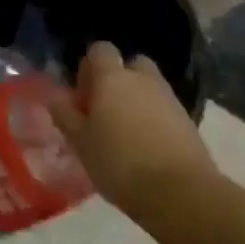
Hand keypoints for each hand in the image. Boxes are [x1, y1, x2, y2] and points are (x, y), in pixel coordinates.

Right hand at [49, 42, 216, 210]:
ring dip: (137, 100)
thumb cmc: (120, 163)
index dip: (89, 67)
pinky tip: (146, 147)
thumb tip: (55, 96)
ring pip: (149, 87)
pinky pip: (164, 109)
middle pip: (130, 64)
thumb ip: (66, 115)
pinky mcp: (189, 121)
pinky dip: (154, 119)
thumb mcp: (80, 142)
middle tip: (105, 109)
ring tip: (124, 132)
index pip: (100, 50)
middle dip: (118, 79)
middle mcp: (142, 79)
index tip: (82, 95)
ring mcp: (169, 98)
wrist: (181, 193)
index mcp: (112, 77)